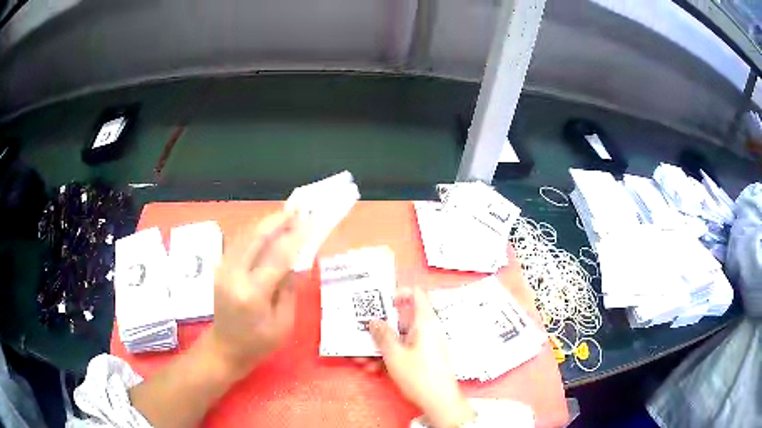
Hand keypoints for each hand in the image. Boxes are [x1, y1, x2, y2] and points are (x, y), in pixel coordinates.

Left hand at [210, 209, 306, 374]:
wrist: (225, 348)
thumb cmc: (258, 343)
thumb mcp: (283, 323)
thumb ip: (289, 289)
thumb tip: (296, 260)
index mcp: (252, 294)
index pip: (277, 257)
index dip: (294, 237)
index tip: (309, 221)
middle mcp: (234, 276)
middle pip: (255, 237)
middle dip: (277, 220)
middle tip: (296, 209)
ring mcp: (223, 270)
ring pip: (245, 235)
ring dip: (265, 223)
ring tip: (285, 214)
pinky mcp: (220, 268)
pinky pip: (238, 243)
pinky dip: (254, 232)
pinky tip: (267, 229)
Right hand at [370, 288, 474, 427]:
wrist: (439, 401)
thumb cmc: (418, 375)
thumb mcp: (395, 355)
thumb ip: (383, 336)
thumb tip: (374, 321)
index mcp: (424, 322)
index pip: (416, 295)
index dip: (399, 293)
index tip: (381, 302)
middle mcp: (427, 330)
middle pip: (402, 319)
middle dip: (380, 328)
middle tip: (361, 334)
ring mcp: (426, 345)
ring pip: (399, 338)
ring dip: (380, 346)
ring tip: (361, 358)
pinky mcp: (423, 358)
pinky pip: (404, 350)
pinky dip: (389, 356)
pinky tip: (372, 368)